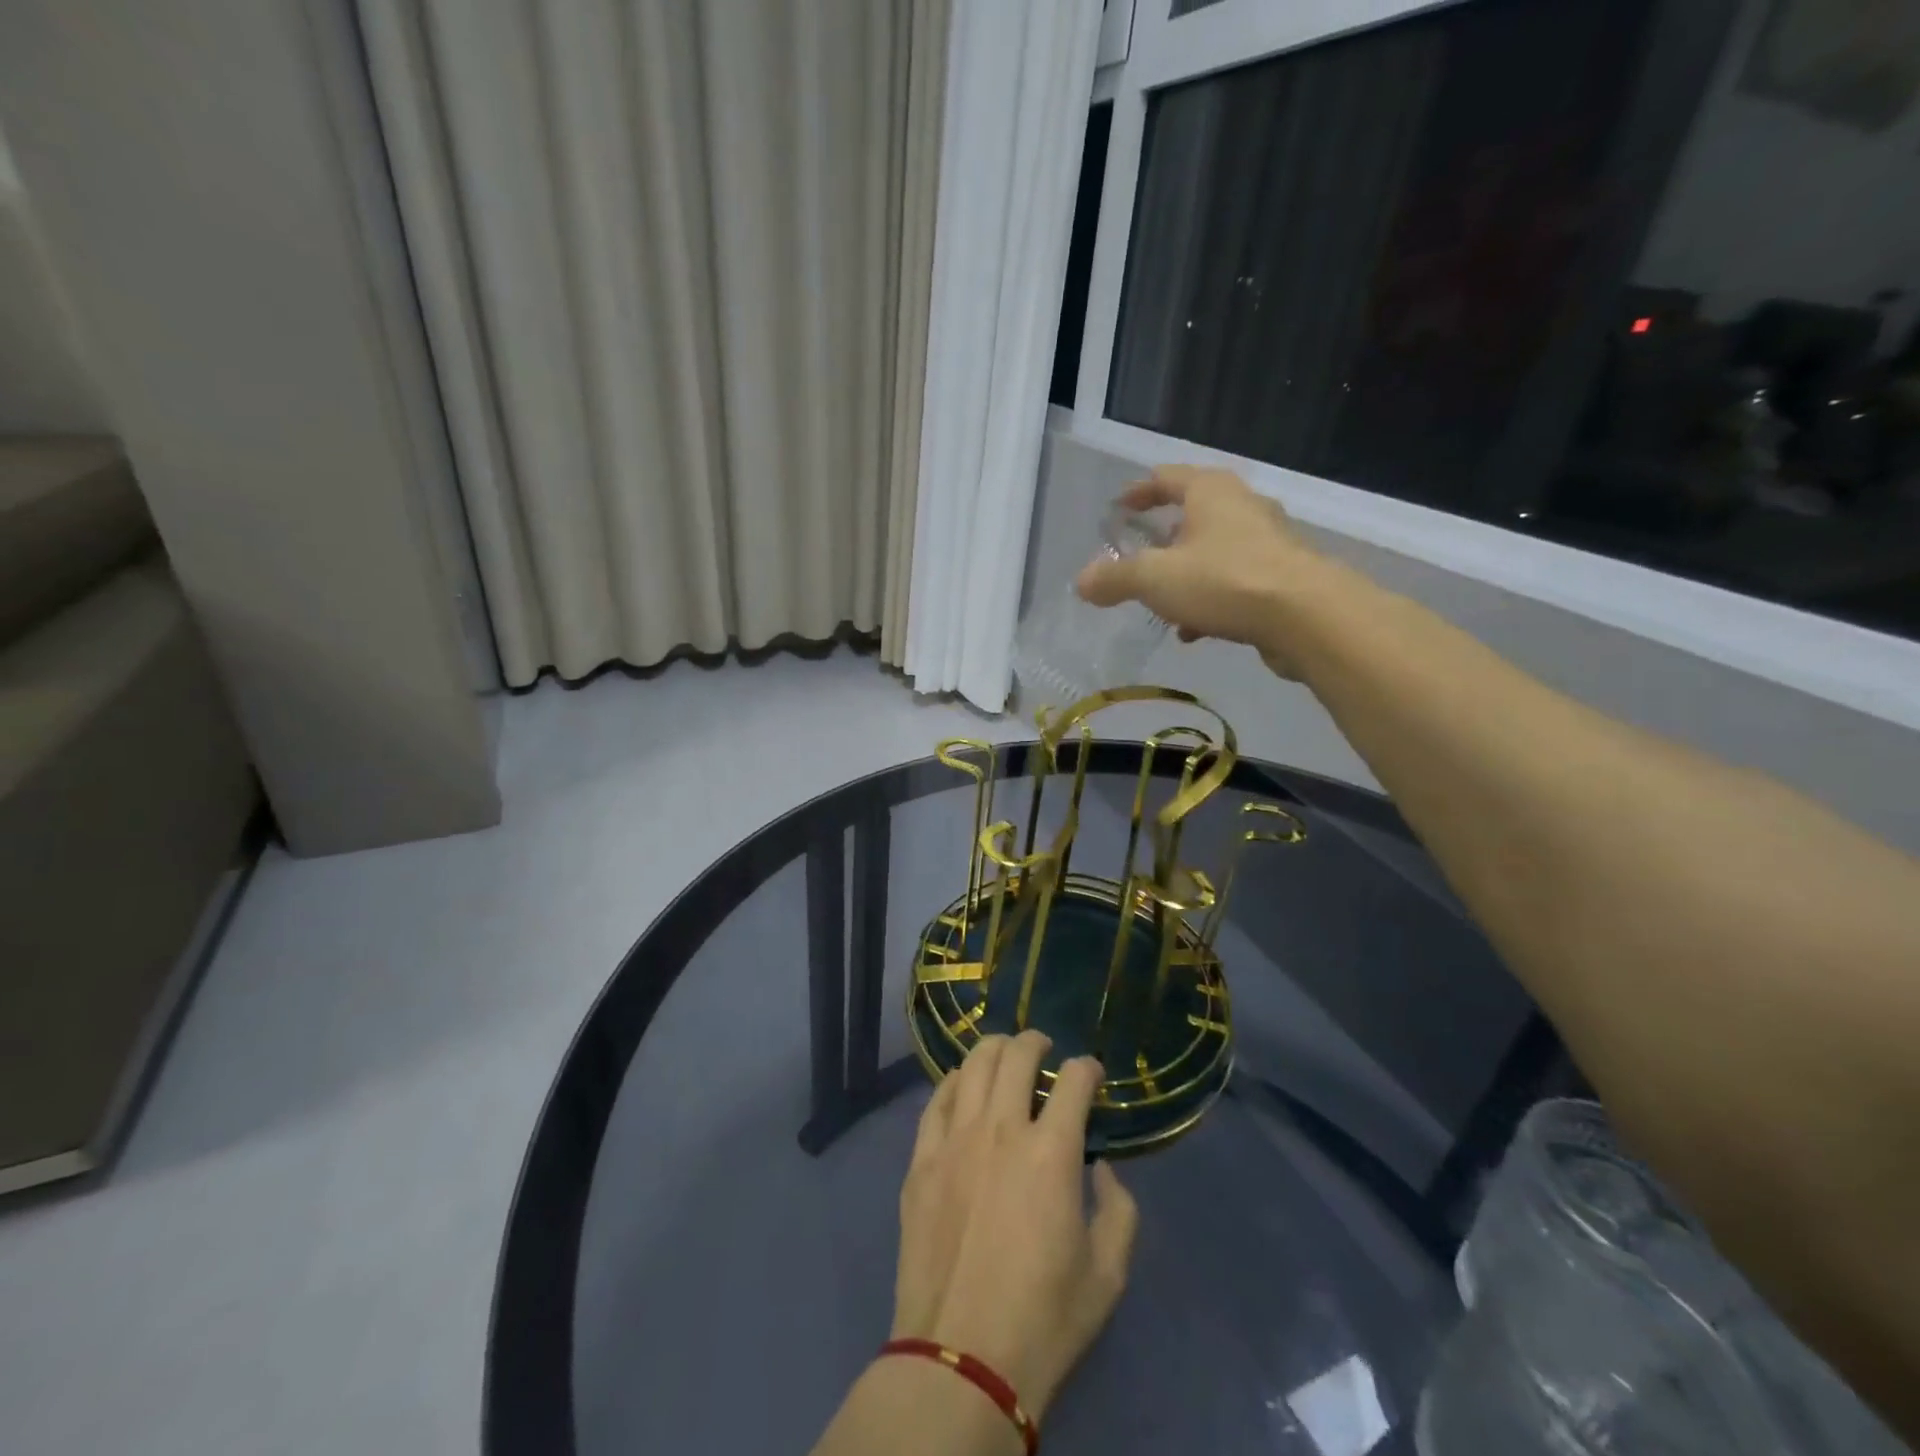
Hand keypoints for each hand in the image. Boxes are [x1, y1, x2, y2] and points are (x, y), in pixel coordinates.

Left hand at [890, 1031, 1137, 1423]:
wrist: (961, 1359)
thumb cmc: (1044, 1319)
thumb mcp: (1108, 1274)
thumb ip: (1119, 1210)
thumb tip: (1102, 1167)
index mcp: (1051, 1152)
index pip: (1074, 1080)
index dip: (1088, 1068)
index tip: (1092, 1074)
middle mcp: (1001, 1130)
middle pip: (1017, 1055)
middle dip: (1036, 1041)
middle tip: (1044, 1048)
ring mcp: (955, 1140)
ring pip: (973, 1065)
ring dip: (994, 1049)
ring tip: (1004, 1052)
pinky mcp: (921, 1159)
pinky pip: (937, 1100)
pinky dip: (955, 1081)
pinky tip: (963, 1084)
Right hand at [1076, 465, 1328, 676]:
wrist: (1306, 617)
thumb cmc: (1224, 580)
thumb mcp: (1154, 579)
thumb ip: (1115, 578)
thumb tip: (1082, 582)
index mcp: (1210, 492)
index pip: (1166, 478)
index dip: (1137, 492)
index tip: (1117, 509)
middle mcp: (1242, 507)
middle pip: (1193, 514)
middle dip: (1163, 537)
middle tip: (1138, 556)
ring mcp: (1267, 541)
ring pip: (1214, 551)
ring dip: (1185, 573)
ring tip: (1161, 602)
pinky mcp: (1282, 576)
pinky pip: (1233, 581)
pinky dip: (1209, 598)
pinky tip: (1194, 630)